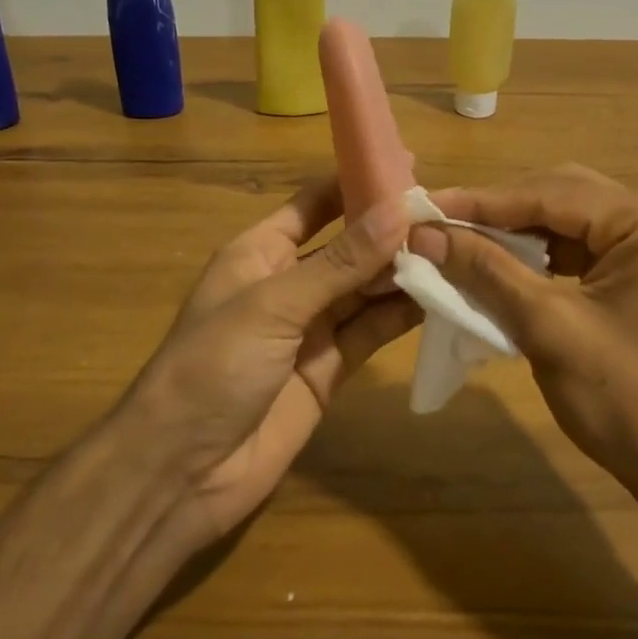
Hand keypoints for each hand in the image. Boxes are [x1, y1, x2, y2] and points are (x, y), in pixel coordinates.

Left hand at [123, 181, 418, 545]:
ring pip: (365, 289)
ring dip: (403, 272)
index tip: (409, 166)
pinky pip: (370, 332)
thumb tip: (398, 211)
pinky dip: (401, 315)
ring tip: (456, 249)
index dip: (356, 183)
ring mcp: (310, 328)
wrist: (181, 472)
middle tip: (448, 212)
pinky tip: (440, 296)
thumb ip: (340, 262)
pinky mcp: (330, 370)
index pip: (314, 203)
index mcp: (260, 252)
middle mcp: (288, 283)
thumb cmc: (213, 366)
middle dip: (390, 230)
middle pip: (348, 246)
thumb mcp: (274, 304)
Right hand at [410, 164, 637, 513]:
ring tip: (460, 243)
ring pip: (569, 226)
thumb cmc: (632, 403)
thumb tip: (426, 235)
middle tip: (439, 225)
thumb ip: (487, 271)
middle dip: (498, 214)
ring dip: (516, 237)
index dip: (480, 202)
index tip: (424, 208)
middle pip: (560, 199)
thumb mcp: (550, 329)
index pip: (549, 193)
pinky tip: (502, 269)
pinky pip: (583, 253)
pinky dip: (540, 261)